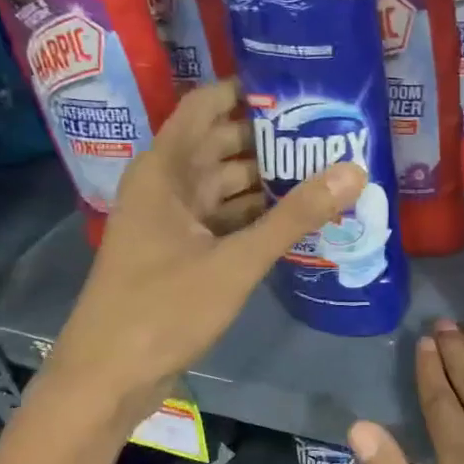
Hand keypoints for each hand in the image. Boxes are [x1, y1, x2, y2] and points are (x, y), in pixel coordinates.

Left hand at [46, 80, 363, 427]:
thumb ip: (295, 216)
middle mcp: (168, 187)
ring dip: (270, 178)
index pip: (206, 106)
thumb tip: (354, 170)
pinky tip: (300, 216)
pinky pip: (228, 219)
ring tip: (327, 167)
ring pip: (228, 185)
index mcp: (165, 171)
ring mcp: (175, 222)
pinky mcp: (185, 253)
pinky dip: (259, 215)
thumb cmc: (163, 309)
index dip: (248, 90)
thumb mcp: (235, 261)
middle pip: (223, 144)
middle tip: (331, 129)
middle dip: (272, 136)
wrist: (109, 377)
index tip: (300, 86)